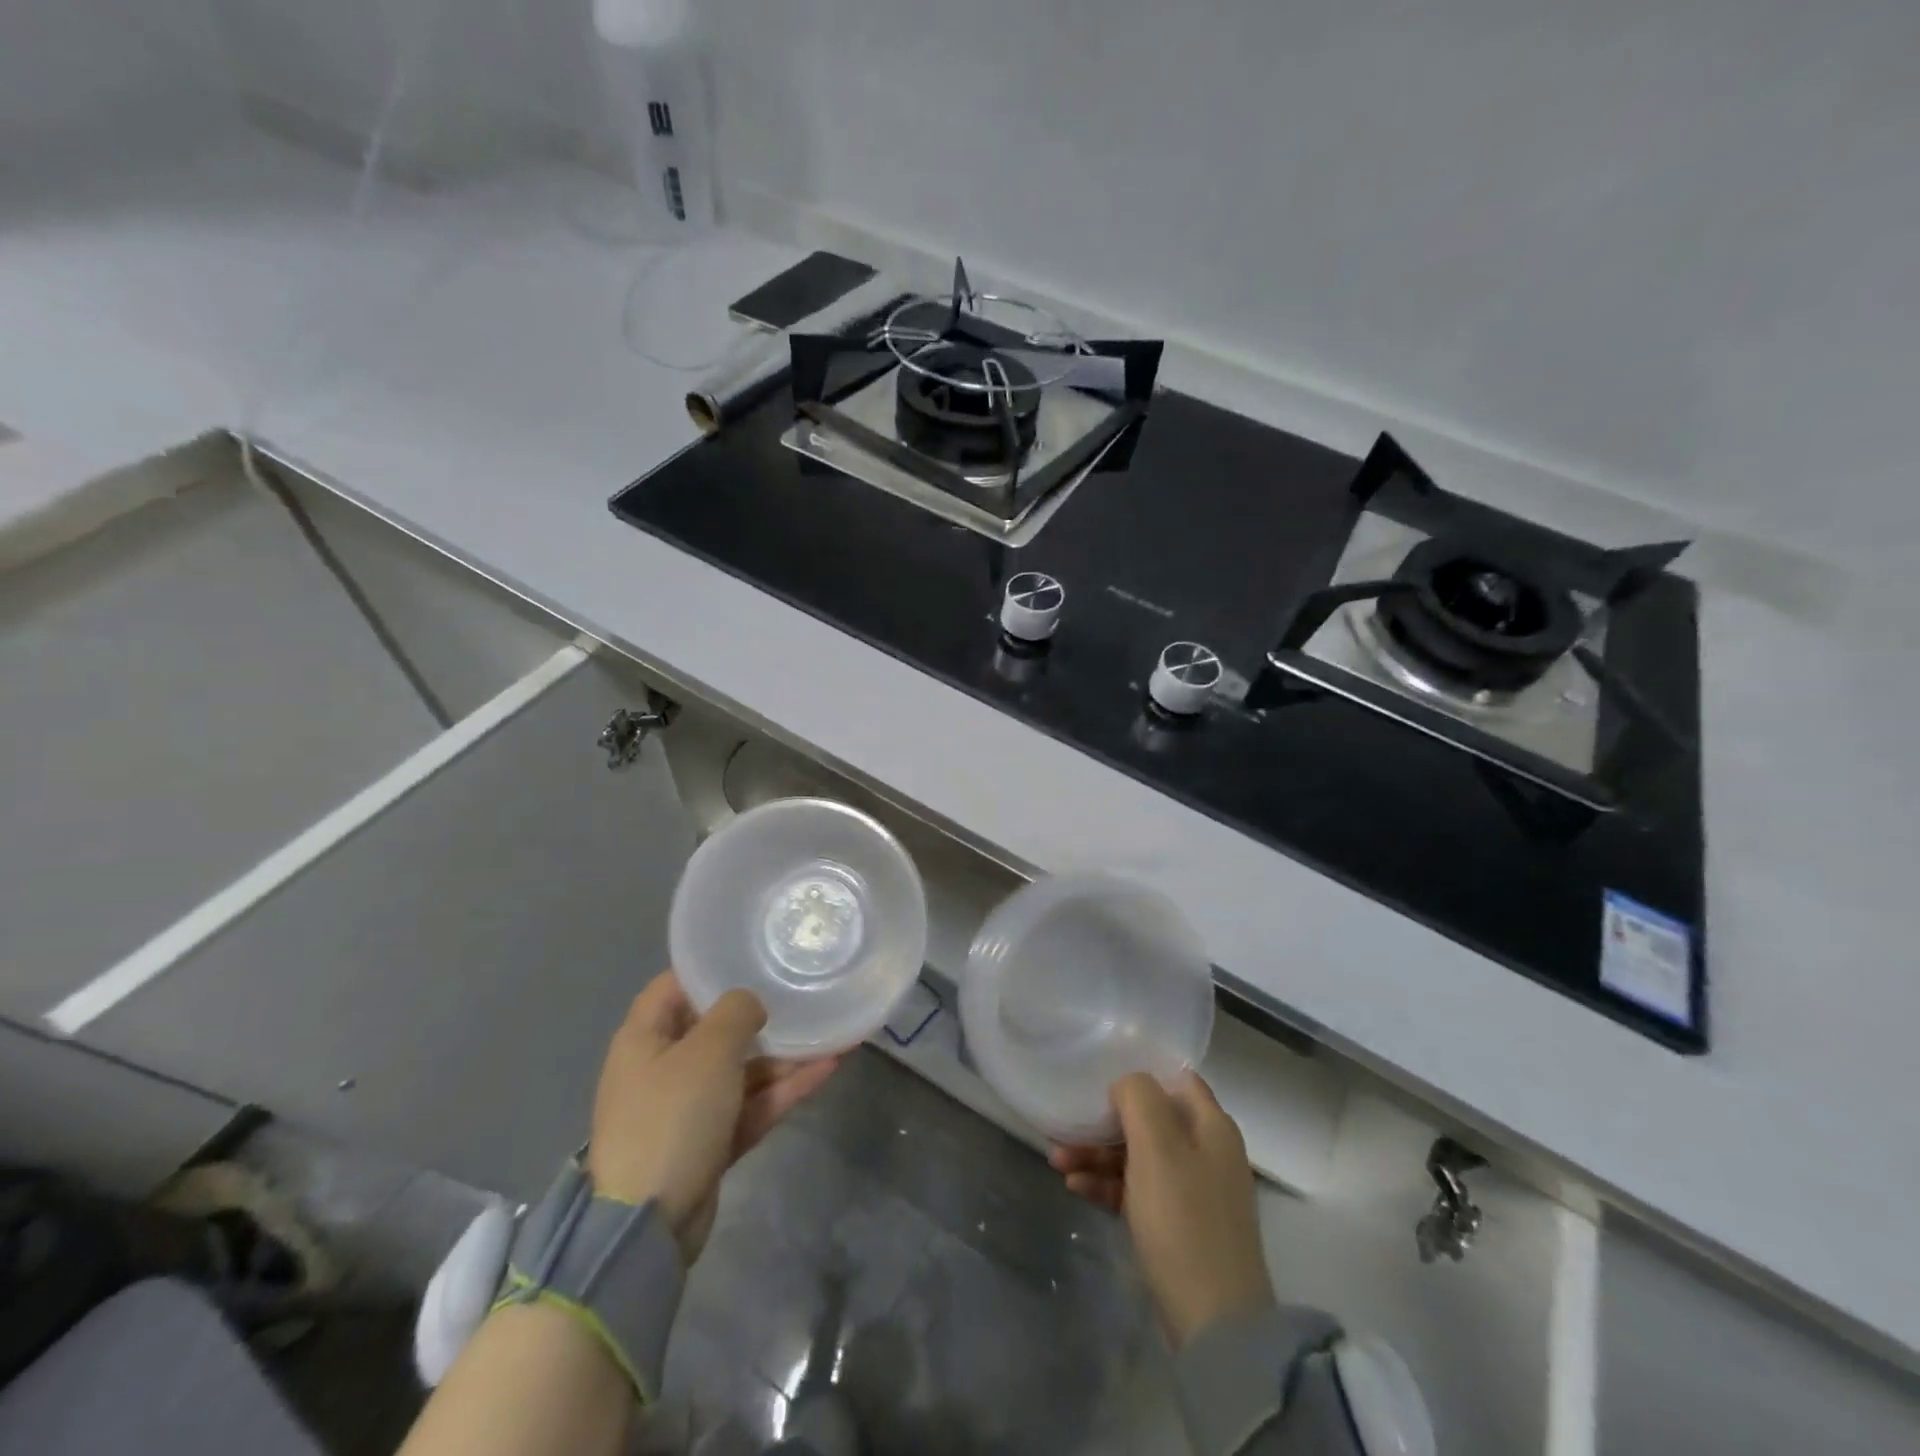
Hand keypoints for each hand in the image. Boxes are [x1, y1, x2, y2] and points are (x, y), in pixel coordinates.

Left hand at [587, 972, 838, 1260]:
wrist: (648, 1227)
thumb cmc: (671, 1117)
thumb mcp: (708, 1050)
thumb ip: (736, 1012)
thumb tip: (751, 1004)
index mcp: (644, 1038)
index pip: (675, 986)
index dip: (711, 969)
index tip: (754, 956)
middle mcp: (663, 1067)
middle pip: (716, 1028)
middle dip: (761, 1015)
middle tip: (802, 992)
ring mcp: (688, 1107)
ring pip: (742, 1069)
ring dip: (783, 1054)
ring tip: (831, 1031)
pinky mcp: (710, 1142)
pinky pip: (752, 1104)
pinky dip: (784, 1089)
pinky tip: (828, 1068)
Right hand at [1050, 1070, 1274, 1347]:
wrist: (1214, 1322)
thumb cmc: (1183, 1218)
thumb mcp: (1157, 1145)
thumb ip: (1139, 1098)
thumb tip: (1126, 1085)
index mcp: (1212, 1126)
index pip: (1176, 1079)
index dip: (1140, 1073)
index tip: (1099, 1075)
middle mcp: (1206, 1152)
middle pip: (1150, 1120)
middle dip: (1105, 1121)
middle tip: (1065, 1127)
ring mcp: (1193, 1192)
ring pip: (1138, 1156)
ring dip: (1098, 1155)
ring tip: (1057, 1162)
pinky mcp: (1178, 1226)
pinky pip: (1137, 1190)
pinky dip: (1108, 1185)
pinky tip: (1076, 1188)